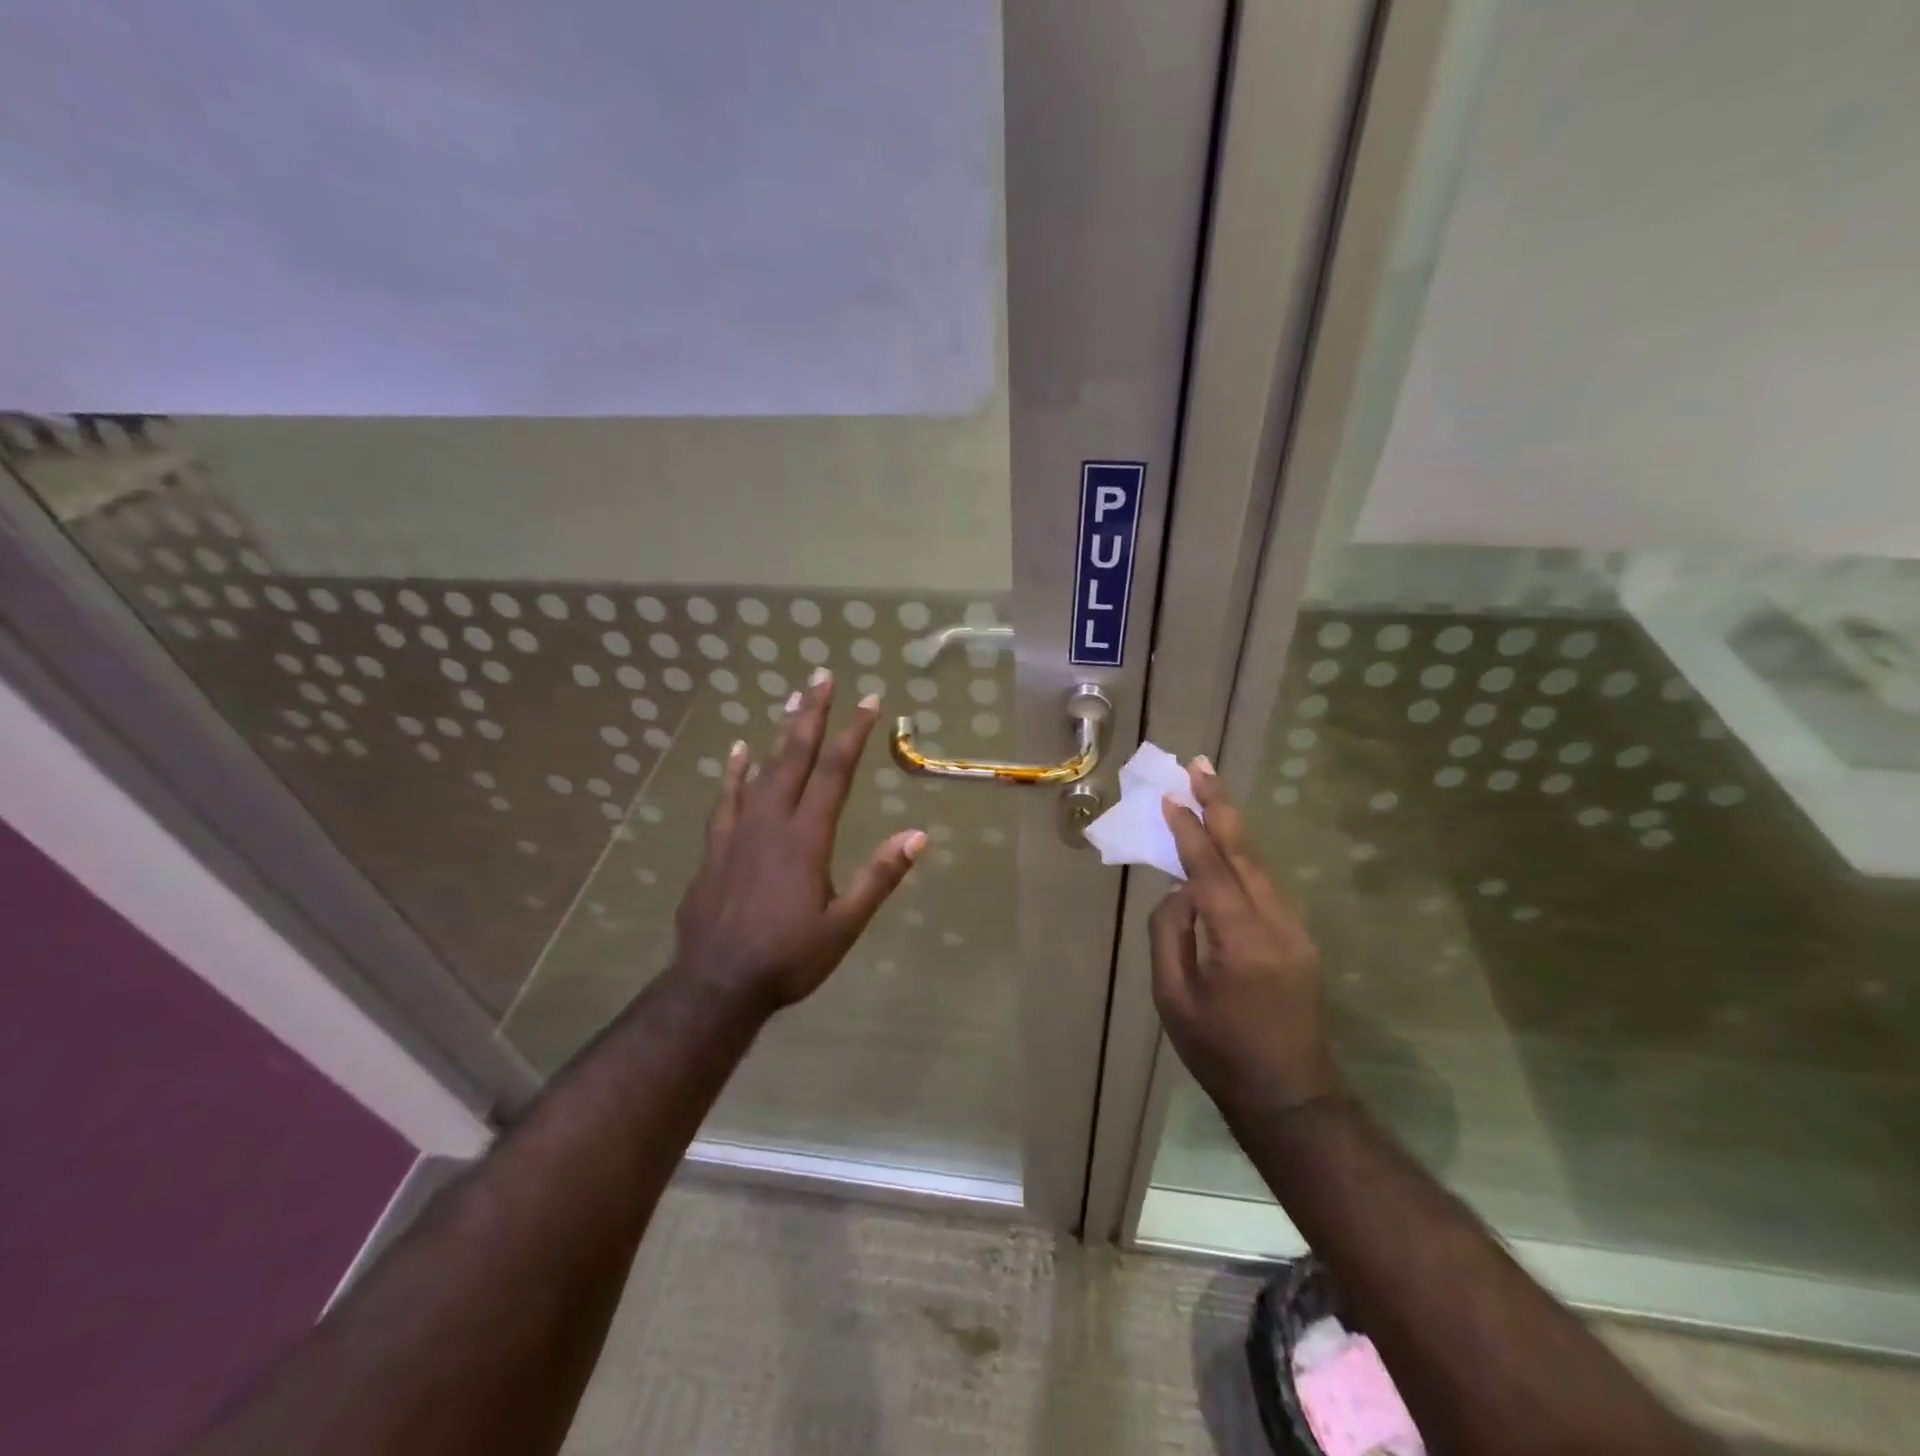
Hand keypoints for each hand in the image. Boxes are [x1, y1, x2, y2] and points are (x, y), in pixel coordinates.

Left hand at [670, 671, 925, 1014]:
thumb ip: (879, 877)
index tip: (870, 700)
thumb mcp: (844, 925)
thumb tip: (918, 835)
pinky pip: (725, 798)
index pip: (835, 773)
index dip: (853, 733)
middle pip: (795, 756)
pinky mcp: (715, 847)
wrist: (716, 984)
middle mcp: (772, 822)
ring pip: (761, 769)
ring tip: (791, 698)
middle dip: (812, 714)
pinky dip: (733, 771)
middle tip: (821, 676)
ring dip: (779, 732)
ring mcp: (738, 831)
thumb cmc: (788, 958)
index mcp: (807, 838)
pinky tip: (738, 750)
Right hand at [1151, 759, 1343, 1116]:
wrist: (1291, 1097)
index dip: (1188, 831)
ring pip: (1261, 865)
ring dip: (1234, 826)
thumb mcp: (1174, 999)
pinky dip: (1244, 857)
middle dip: (1220, 806)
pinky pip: (1267, 886)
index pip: (1210, 871)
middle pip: (1245, 853)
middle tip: (1200, 766)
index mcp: (1240, 942)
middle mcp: (1276, 926)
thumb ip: (1170, 935)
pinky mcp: (1301, 940)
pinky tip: (1227, 846)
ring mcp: (1295, 932)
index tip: (1170, 797)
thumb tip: (1179, 891)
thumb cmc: (1220, 1053)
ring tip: (1210, 791)